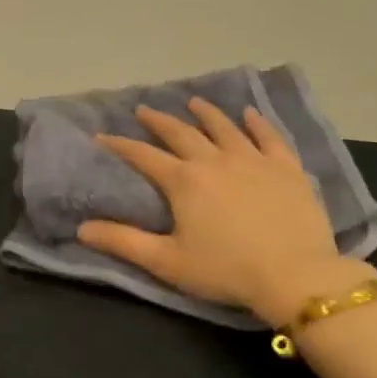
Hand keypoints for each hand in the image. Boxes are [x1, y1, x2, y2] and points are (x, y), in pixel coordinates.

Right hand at [77, 99, 371, 327]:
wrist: (294, 275)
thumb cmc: (225, 270)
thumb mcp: (166, 261)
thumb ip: (123, 242)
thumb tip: (81, 228)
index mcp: (184, 181)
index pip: (144, 156)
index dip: (120, 145)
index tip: (102, 136)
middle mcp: (215, 160)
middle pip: (182, 133)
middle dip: (159, 121)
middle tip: (144, 109)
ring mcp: (254, 160)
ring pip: (225, 128)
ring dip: (206, 113)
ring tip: (193, 102)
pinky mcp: (286, 168)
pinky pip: (269, 137)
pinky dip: (257, 123)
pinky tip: (250, 114)